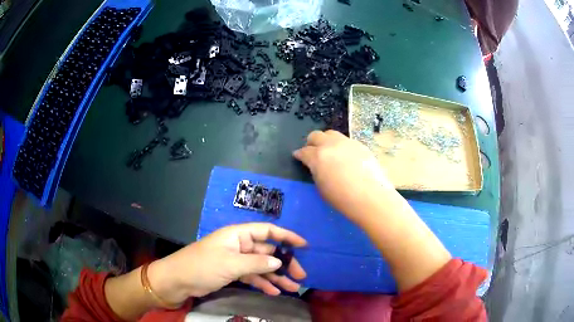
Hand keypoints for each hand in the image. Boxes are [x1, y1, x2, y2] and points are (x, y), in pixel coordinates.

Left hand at [147, 223, 306, 305]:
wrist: (178, 280)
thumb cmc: (203, 266)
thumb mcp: (231, 264)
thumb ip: (256, 263)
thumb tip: (279, 262)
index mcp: (238, 235)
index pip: (267, 231)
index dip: (286, 236)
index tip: (303, 245)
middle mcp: (239, 245)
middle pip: (267, 252)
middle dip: (284, 264)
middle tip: (300, 276)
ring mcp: (236, 260)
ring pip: (262, 267)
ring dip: (277, 277)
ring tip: (293, 288)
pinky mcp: (233, 272)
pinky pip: (253, 276)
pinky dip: (263, 283)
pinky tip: (275, 292)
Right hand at [293, 130, 393, 220]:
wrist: (371, 197)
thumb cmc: (343, 199)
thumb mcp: (321, 188)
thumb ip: (317, 172)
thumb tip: (317, 166)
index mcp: (318, 156)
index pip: (304, 151)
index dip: (299, 154)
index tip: (298, 157)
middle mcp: (331, 145)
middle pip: (316, 135)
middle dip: (311, 143)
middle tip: (313, 152)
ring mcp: (347, 143)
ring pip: (332, 134)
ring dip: (327, 141)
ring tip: (330, 152)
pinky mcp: (360, 145)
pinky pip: (346, 141)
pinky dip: (341, 146)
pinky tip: (346, 157)